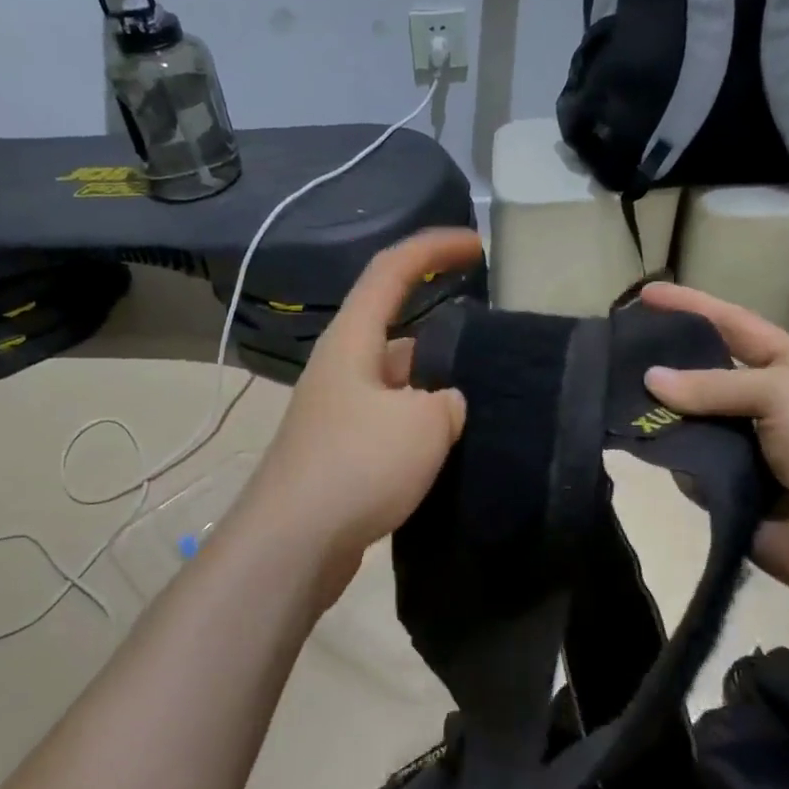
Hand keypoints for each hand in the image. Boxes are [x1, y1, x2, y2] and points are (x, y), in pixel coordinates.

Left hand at [240, 229, 479, 583]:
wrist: (294, 543)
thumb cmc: (356, 466)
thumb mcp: (422, 424)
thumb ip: (448, 401)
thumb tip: (444, 405)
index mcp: (352, 341)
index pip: (391, 270)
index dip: (433, 248)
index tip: (476, 245)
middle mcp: (341, 369)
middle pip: (397, 331)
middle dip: (446, 337)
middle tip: (495, 356)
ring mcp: (338, 413)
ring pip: (398, 385)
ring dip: (435, 392)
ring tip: (484, 409)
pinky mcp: (341, 454)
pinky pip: (391, 426)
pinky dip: (420, 431)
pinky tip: (449, 454)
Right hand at [639, 281, 788, 620]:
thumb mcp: (783, 393)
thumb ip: (713, 384)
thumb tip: (649, 380)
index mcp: (787, 365)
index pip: (731, 323)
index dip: (690, 306)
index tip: (644, 294)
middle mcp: (761, 400)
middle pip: (700, 372)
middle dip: (661, 362)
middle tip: (612, 353)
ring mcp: (742, 445)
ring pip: (684, 418)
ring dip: (657, 412)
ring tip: (612, 399)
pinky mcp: (724, 485)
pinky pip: (684, 463)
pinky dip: (669, 457)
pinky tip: (644, 447)